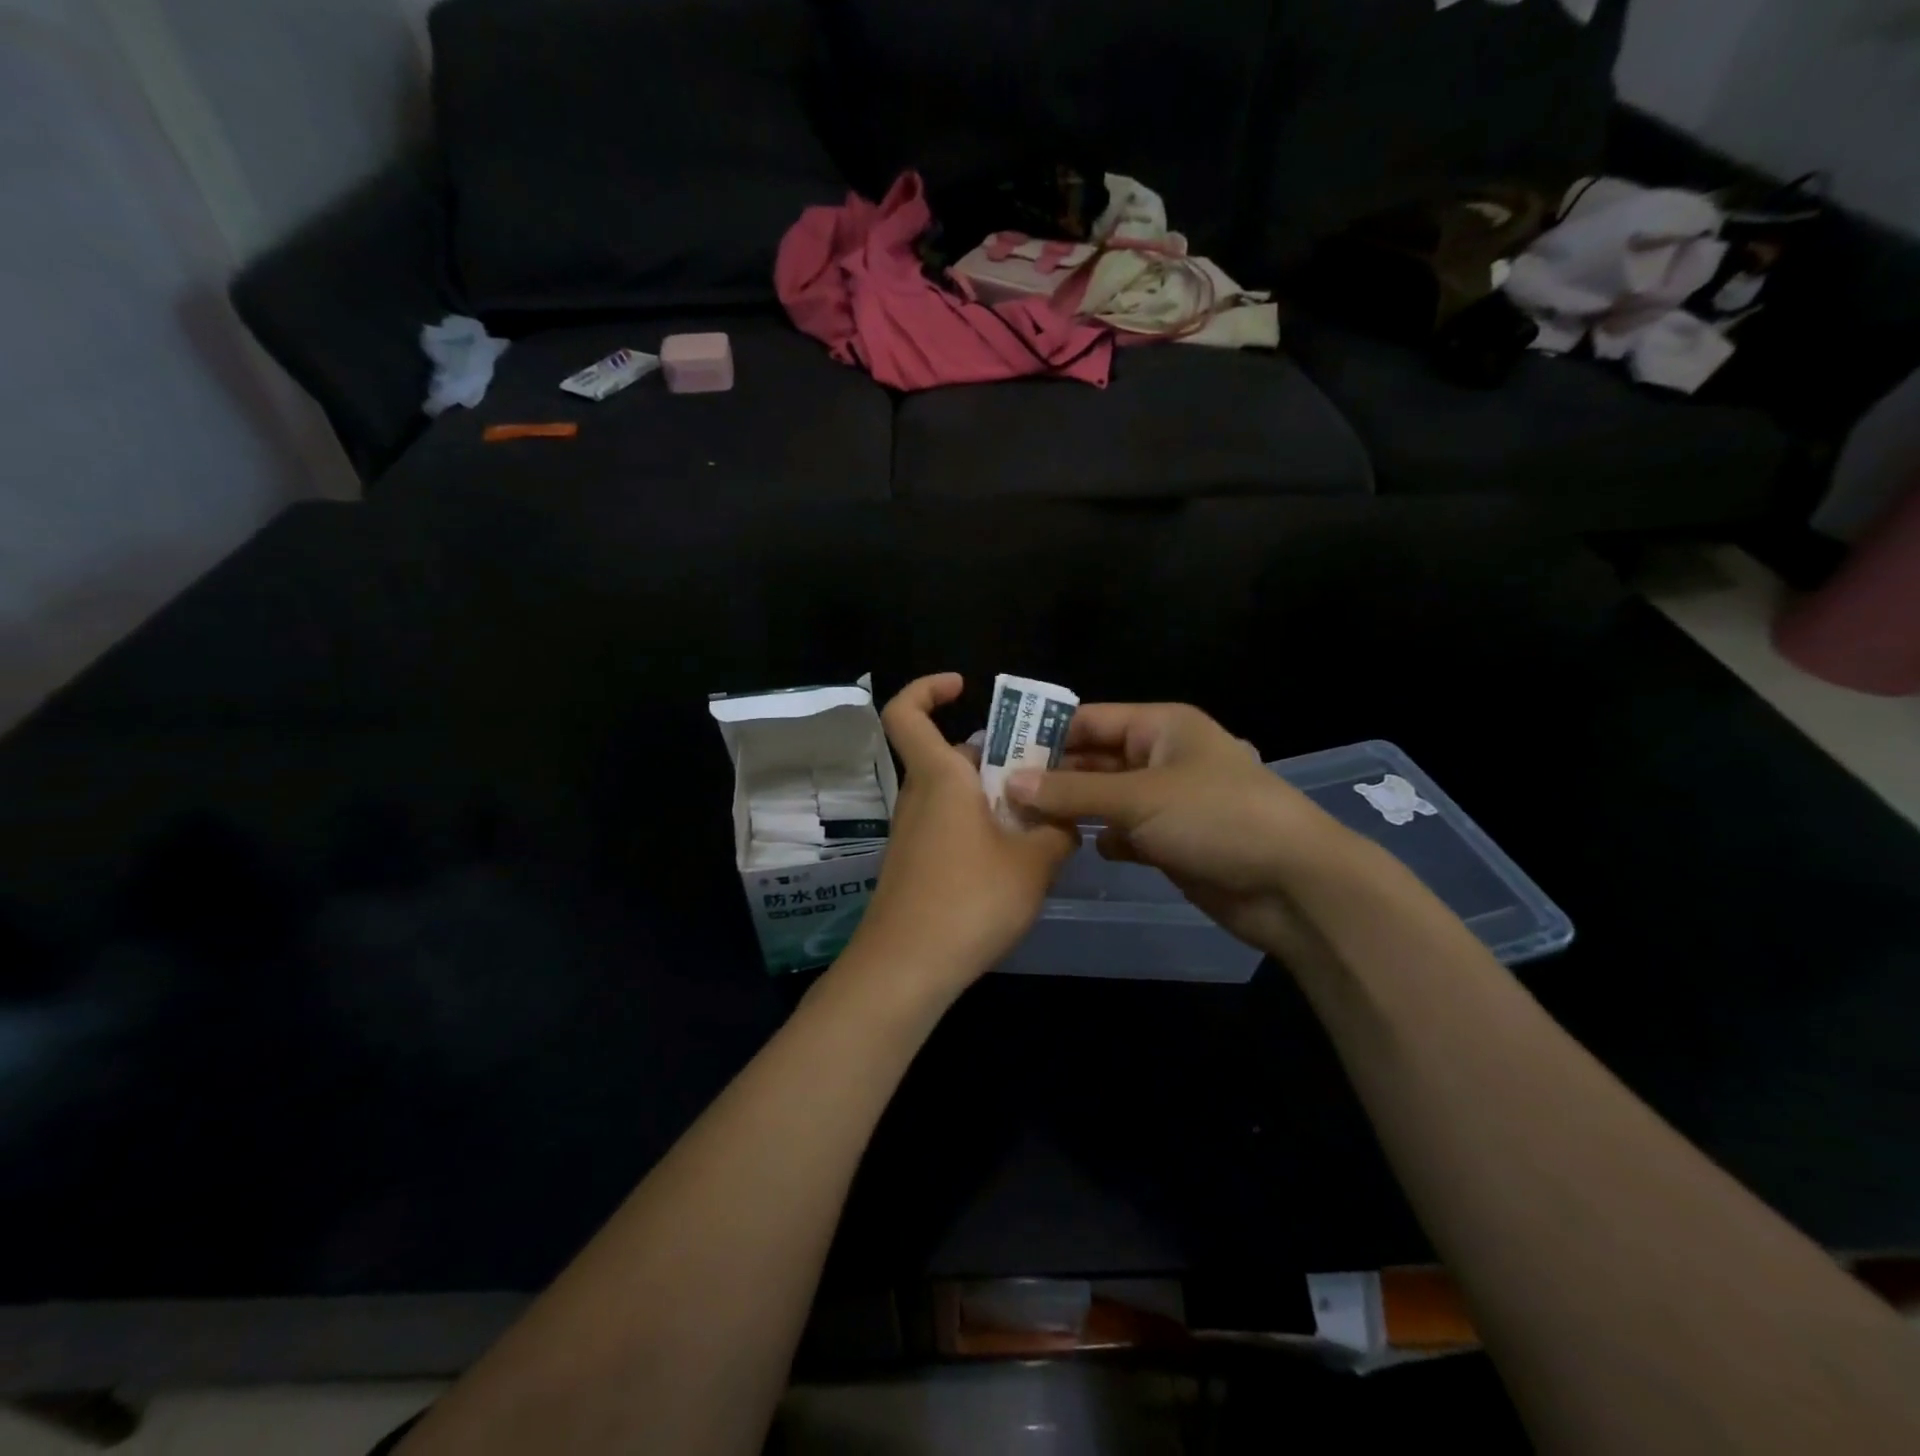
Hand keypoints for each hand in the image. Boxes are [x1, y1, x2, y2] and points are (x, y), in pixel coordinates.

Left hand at [838, 674, 1078, 1001]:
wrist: (906, 969)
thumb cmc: (969, 901)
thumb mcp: (1034, 863)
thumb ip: (1058, 830)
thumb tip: (1067, 817)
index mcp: (940, 778)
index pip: (906, 713)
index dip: (927, 688)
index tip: (963, 686)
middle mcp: (919, 797)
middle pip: (950, 757)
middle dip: (995, 757)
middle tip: (1043, 773)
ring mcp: (913, 834)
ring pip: (955, 795)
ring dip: (994, 798)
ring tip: (1043, 821)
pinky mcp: (915, 866)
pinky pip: (950, 827)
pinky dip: (981, 829)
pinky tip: (1017, 862)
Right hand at [1006, 702, 1357, 955]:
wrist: (1292, 885)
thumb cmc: (1216, 818)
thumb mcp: (1139, 797)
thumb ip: (1072, 790)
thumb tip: (1011, 782)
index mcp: (1160, 726)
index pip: (1090, 720)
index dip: (1045, 734)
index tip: (998, 755)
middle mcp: (1161, 757)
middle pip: (1095, 759)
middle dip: (1053, 776)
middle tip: (999, 794)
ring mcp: (1167, 801)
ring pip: (1106, 798)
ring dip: (1072, 809)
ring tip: (1020, 821)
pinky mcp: (1171, 841)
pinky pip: (1123, 831)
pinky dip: (1101, 838)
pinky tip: (1070, 848)